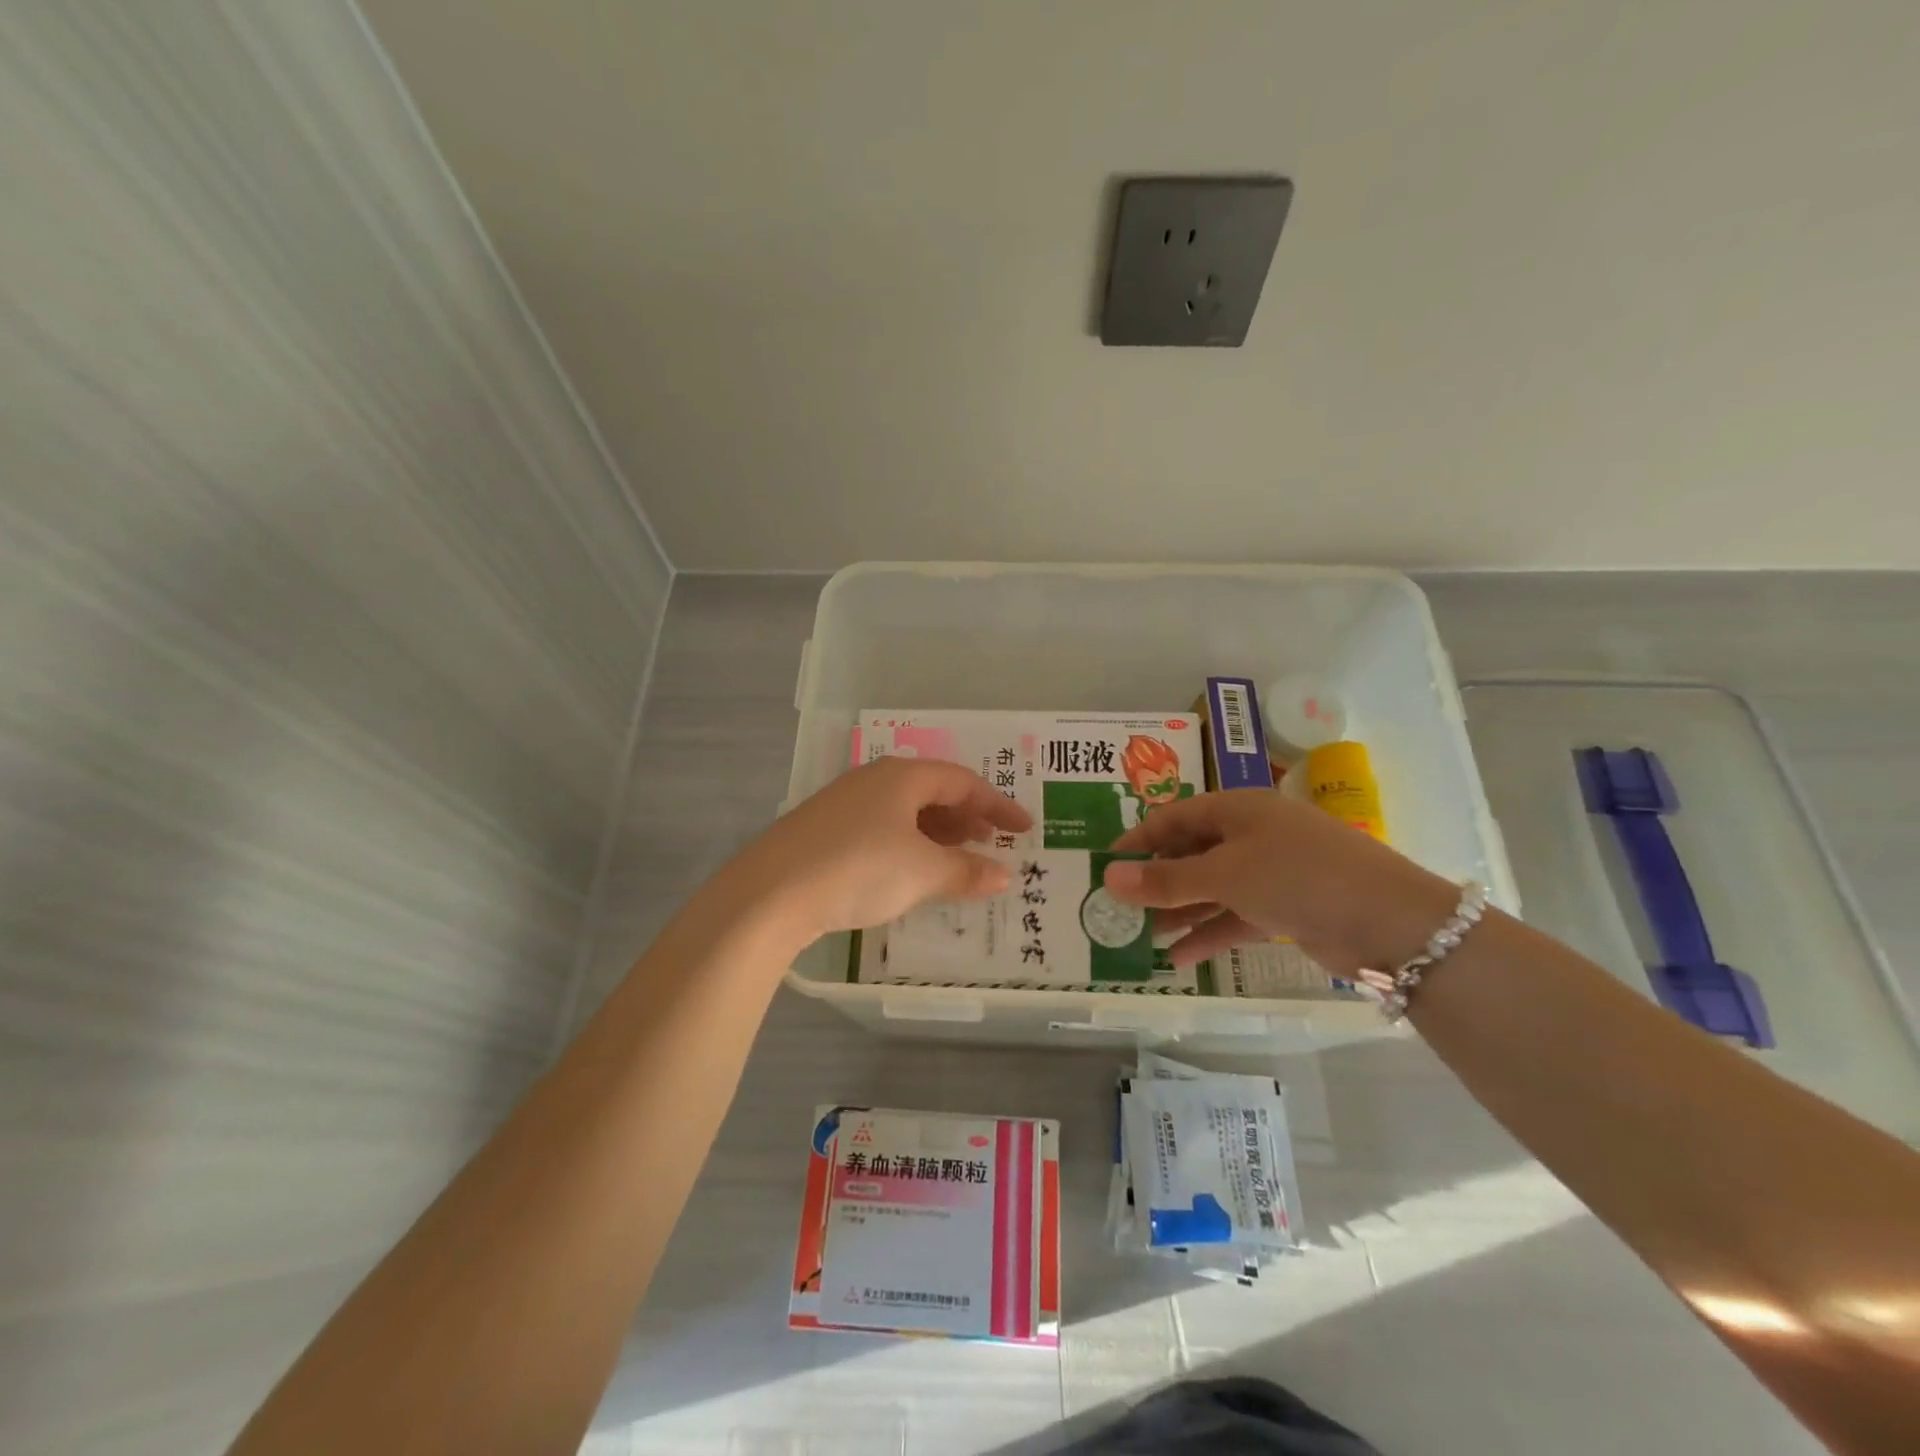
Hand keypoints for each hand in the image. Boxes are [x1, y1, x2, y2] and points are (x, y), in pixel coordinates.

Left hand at [731, 756, 1032, 941]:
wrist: (770, 893)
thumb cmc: (860, 869)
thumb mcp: (922, 872)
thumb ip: (967, 871)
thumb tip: (1004, 875)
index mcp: (903, 776)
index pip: (963, 782)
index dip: (998, 805)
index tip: (1024, 828)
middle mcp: (874, 781)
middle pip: (933, 792)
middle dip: (966, 817)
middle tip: (991, 842)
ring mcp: (844, 804)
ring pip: (905, 812)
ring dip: (937, 833)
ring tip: (957, 860)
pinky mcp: (823, 831)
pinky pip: (881, 829)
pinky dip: (908, 846)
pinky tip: (910, 871)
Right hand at [1101, 790, 1457, 974]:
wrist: (1389, 922)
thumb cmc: (1296, 876)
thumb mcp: (1224, 874)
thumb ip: (1166, 880)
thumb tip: (1109, 879)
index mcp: (1237, 809)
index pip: (1174, 818)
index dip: (1138, 841)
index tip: (1106, 867)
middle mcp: (1252, 835)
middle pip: (1191, 854)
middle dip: (1156, 882)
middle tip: (1120, 908)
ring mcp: (1271, 872)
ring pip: (1211, 889)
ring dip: (1178, 912)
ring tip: (1140, 938)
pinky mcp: (1285, 908)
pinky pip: (1234, 917)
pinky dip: (1208, 935)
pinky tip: (1176, 960)